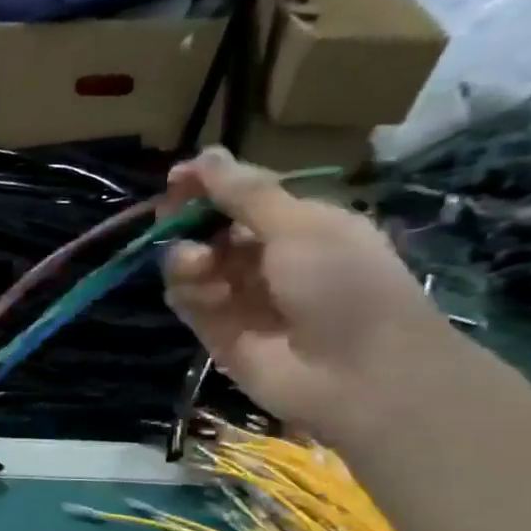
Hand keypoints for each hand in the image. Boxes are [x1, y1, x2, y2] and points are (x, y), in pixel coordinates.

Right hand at [160, 148, 453, 442]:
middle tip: (171, 217)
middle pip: (210, 230)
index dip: (208, 185)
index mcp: (299, 225)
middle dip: (190, 221)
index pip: (241, 197)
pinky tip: (205, 295)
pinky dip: (188, 293)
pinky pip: (187, 302)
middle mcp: (267, 259)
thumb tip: (204, 155)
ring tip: (200, 266)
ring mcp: (241, 298)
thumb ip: (245, 193)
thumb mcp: (300, 225)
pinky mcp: (219, 334)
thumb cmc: (343, 285)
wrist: (359, 375)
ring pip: (192, 266)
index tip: (176, 179)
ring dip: (187, 258)